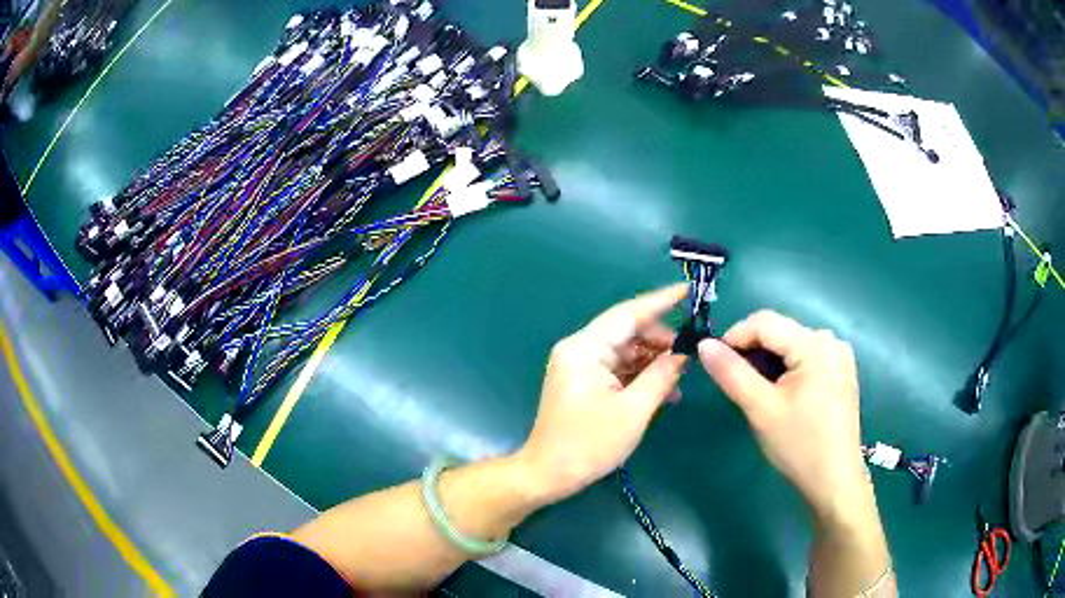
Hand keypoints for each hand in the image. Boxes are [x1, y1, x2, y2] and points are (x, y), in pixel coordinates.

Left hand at [515, 285, 689, 503]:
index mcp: (585, 349)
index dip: (660, 301)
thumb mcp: (633, 411)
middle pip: (627, 331)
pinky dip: (640, 375)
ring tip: (680, 378)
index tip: (687, 291)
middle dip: (660, 340)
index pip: (627, 314)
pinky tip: (663, 390)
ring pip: (625, 350)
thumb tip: (683, 354)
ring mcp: (580, 365)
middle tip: (689, 354)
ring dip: (652, 361)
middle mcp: (579, 349)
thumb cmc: (589, 444)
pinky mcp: (583, 381)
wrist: (549, 474)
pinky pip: (618, 367)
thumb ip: (661, 376)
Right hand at [697, 311, 868, 521]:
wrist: (834, 481)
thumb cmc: (798, 445)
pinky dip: (786, 369)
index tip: (714, 362)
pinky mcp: (841, 373)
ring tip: (756, 392)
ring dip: (768, 362)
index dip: (734, 336)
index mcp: (815, 344)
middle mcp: (831, 341)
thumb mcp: (761, 409)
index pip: (765, 322)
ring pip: (792, 345)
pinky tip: (780, 394)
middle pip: (780, 332)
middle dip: (753, 352)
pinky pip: (806, 358)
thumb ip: (732, 373)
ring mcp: (839, 357)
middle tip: (735, 384)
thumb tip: (704, 345)